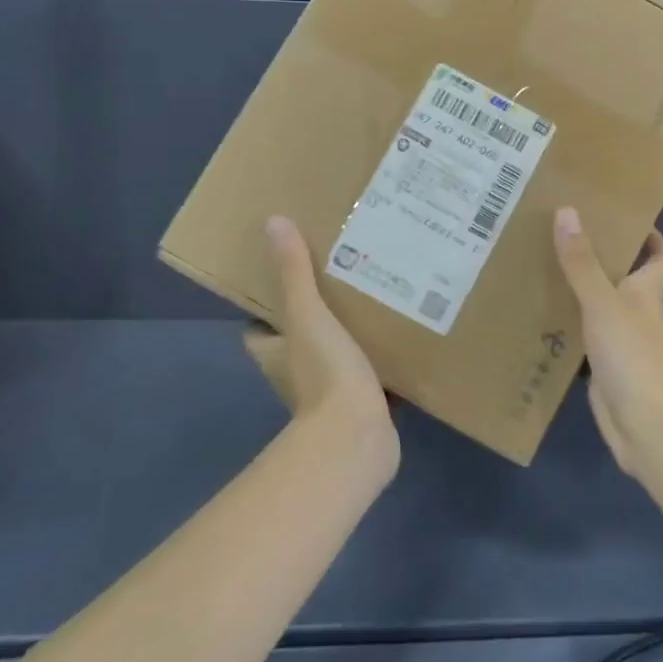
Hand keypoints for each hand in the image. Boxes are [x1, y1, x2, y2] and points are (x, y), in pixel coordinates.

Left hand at [242, 217, 399, 478]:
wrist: (357, 438)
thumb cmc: (325, 373)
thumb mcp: (309, 315)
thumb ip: (293, 273)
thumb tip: (273, 223)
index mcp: (277, 355)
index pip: (259, 331)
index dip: (265, 311)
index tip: (285, 280)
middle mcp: (296, 376)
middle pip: (299, 342)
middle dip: (316, 318)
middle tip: (342, 281)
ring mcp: (329, 395)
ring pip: (335, 358)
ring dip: (350, 339)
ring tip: (376, 302)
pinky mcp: (361, 407)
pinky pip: (369, 377)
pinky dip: (380, 363)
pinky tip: (403, 339)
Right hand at [551, 207, 662, 474]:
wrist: (647, 428)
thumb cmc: (634, 357)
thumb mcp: (604, 303)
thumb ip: (583, 262)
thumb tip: (567, 211)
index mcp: (647, 291)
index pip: (661, 257)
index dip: (650, 237)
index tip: (621, 216)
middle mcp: (636, 312)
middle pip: (623, 277)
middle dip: (599, 256)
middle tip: (560, 232)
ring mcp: (619, 342)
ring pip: (597, 306)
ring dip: (575, 289)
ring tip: (538, 264)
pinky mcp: (601, 368)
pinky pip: (580, 337)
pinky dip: (563, 326)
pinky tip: (534, 315)